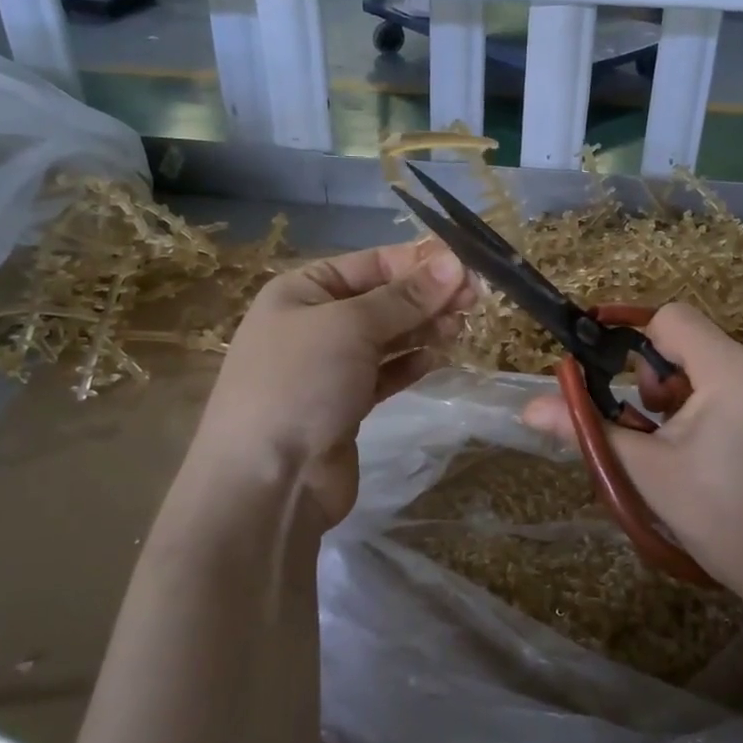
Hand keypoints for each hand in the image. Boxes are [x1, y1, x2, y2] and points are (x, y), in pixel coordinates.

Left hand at [191, 240, 472, 527]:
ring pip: (387, 337)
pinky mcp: (346, 405)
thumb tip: (453, 263)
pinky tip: (435, 360)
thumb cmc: (301, 383)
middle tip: (474, 299)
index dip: (418, 261)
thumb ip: (404, 297)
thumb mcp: (351, 326)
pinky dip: (409, 365)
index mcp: (302, 290)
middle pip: (381, 299)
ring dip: (423, 329)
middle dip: (426, 296)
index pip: (370, 262)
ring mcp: (329, 367)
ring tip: (460, 327)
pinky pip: (384, 374)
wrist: (268, 480)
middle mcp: (314, 323)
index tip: (466, 266)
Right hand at [523, 304, 742, 620]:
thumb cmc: (722, 522)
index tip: (637, 396)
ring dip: (705, 397)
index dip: (642, 346)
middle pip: (702, 346)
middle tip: (669, 437)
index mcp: (735, 372)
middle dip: (672, 382)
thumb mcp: (649, 474)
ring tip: (707, 454)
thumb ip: (589, 429)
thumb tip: (529, 408)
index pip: (673, 318)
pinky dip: (742, 409)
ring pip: (732, 369)